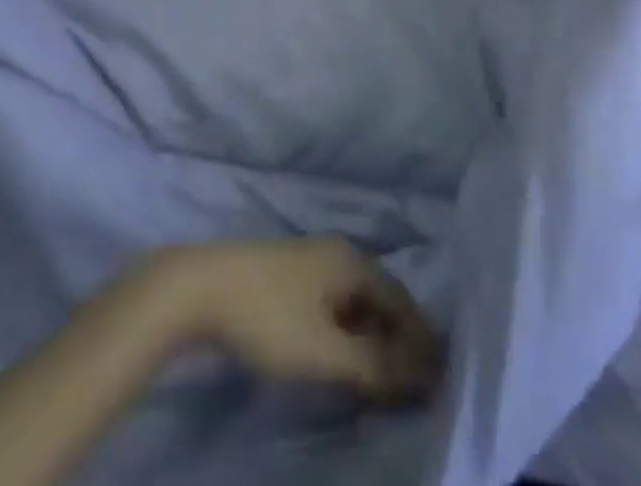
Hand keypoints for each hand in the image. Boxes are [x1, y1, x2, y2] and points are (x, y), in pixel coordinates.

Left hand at [151, 239, 442, 404]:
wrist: (202, 287)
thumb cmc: (269, 318)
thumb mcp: (325, 351)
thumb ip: (374, 366)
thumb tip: (422, 375)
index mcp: (354, 262)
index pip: (403, 303)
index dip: (422, 343)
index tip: (439, 382)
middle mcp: (340, 254)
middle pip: (383, 300)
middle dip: (401, 342)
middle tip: (415, 387)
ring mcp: (314, 261)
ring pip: (358, 303)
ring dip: (374, 340)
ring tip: (384, 380)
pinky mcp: (292, 276)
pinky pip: (337, 304)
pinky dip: (350, 332)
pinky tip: (345, 358)